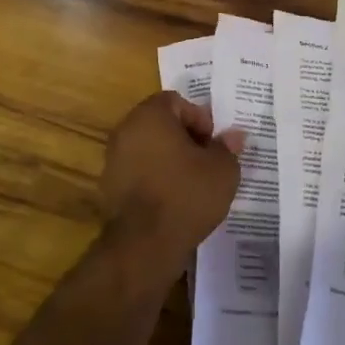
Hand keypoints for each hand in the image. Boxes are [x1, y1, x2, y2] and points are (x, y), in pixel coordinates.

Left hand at [97, 92, 245, 283]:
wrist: (145, 243)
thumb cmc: (187, 194)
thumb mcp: (222, 169)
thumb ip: (227, 147)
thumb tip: (234, 135)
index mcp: (150, 115)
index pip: (176, 101)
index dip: (199, 118)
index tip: (213, 143)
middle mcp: (125, 130)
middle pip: (160, 123)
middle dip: (185, 137)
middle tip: (207, 160)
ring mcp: (113, 158)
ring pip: (148, 147)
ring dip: (169, 158)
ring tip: (193, 181)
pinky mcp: (110, 186)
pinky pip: (139, 170)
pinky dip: (155, 177)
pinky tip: (174, 198)